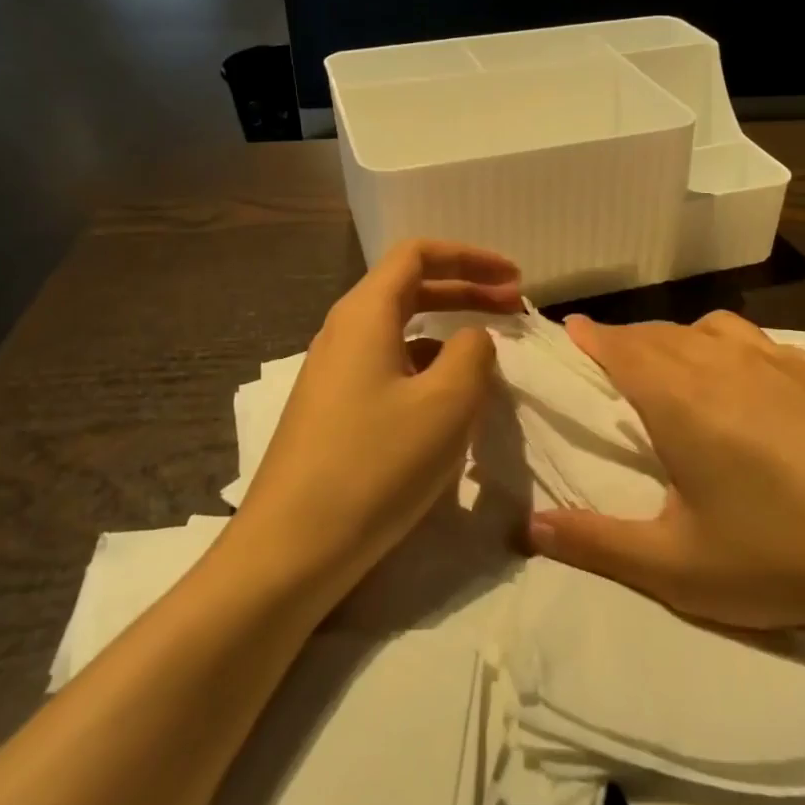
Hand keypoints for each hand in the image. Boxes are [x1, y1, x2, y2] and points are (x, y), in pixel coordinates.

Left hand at [230, 240, 521, 599]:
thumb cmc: (374, 465)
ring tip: (489, 359)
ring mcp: (333, 374)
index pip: (417, 255)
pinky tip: (448, 402)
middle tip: (514, 309)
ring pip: (400, 332)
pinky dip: (427, 368)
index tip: (513, 280)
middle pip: (410, 288)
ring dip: (447, 333)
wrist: (290, 549)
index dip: (470, 258)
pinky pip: (388, 368)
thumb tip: (471, 338)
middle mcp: (343, 332)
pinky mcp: (332, 411)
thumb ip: (473, 354)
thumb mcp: (446, 404)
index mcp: (364, 314)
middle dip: (465, 291)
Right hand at [528, 311, 804, 636]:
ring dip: (683, 340)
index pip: (618, 345)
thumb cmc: (785, 555)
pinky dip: (741, 353)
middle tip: (615, 363)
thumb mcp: (678, 567)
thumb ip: (596, 543)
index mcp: (679, 395)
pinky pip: (768, 346)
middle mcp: (725, 360)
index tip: (570, 331)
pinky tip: (761, 390)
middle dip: (629, 341)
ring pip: (714, 329)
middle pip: (661, 333)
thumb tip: (527, 527)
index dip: (589, 336)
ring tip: (681, 370)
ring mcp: (784, 359)